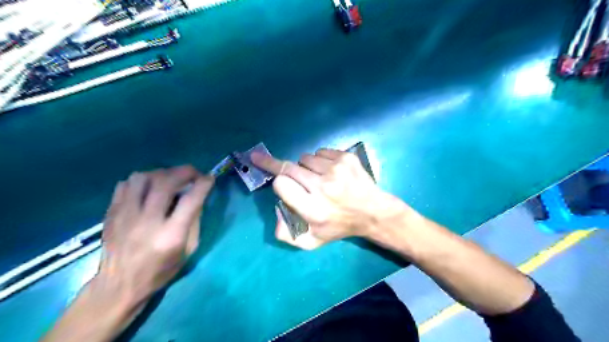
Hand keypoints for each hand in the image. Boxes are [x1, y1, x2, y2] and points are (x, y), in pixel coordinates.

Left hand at [99, 167, 215, 302]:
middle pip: (165, 182)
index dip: (203, 184)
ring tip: (170, 179)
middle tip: (193, 173)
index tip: (209, 178)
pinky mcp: (111, 214)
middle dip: (185, 171)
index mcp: (170, 235)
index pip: (191, 200)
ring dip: (162, 173)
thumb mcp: (189, 250)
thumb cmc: (160, 270)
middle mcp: (147, 222)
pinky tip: (150, 187)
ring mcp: (125, 216)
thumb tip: (197, 196)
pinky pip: (126, 184)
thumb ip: (194, 221)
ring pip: (142, 178)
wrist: (119, 286)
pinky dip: (142, 180)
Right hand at [252, 146, 408, 247]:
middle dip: (278, 165)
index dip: (278, 183)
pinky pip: (320, 152)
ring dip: (305, 166)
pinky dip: (319, 160)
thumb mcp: (311, 242)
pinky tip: (329, 171)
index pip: (281, 184)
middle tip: (268, 162)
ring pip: (305, 158)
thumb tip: (277, 208)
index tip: (277, 181)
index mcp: (314, 209)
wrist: (372, 212)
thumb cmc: (339, 226)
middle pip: (289, 167)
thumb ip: (286, 234)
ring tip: (316, 177)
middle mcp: (324, 187)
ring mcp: (336, 170)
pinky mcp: (346, 158)